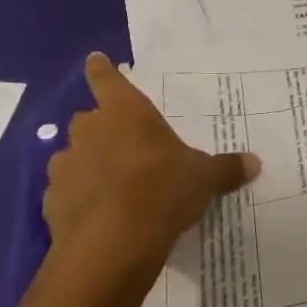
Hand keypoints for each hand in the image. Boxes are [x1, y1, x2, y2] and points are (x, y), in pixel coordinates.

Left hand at [40, 53, 259, 295]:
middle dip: (102, 127)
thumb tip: (255, 162)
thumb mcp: (204, 179)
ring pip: (73, 154)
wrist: (111, 246)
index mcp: (126, 113)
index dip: (102, 69)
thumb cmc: (162, 192)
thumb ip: (225, 169)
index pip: (108, 80)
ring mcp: (66, 166)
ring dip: (88, 162)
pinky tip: (96, 213)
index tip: (95, 59)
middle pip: (89, 118)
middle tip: (123, 142)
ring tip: (110, 182)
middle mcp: (90, 131)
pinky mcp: (52, 201)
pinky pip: (66, 191)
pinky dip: (78, 196)